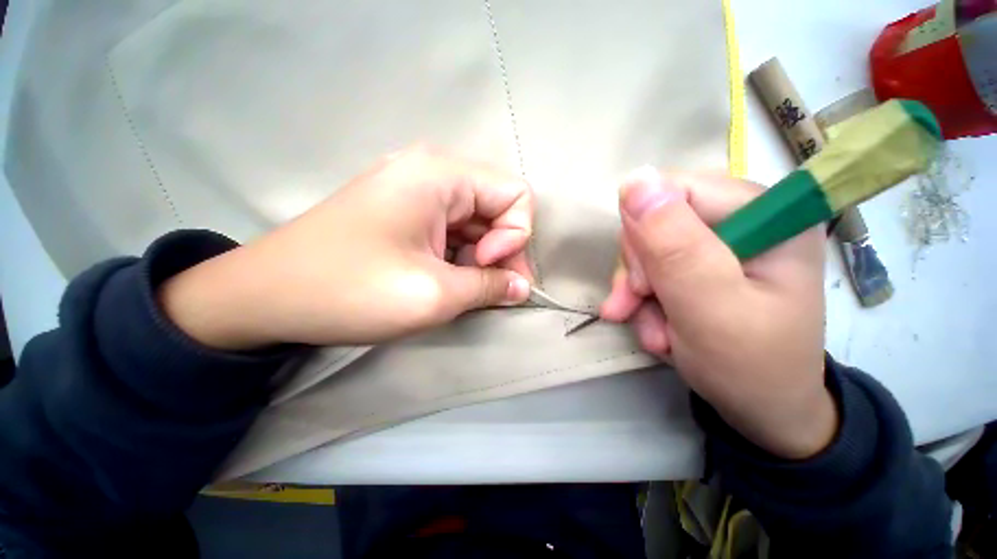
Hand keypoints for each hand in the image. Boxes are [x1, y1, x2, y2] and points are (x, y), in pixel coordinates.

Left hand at [159, 148, 533, 349]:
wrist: (265, 296)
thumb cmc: (350, 290)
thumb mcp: (434, 295)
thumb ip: (489, 287)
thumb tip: (521, 289)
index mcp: (440, 175)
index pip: (516, 194)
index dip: (515, 236)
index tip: (487, 267)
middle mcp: (431, 173)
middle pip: (497, 208)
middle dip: (502, 251)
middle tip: (492, 291)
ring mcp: (415, 191)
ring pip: (476, 222)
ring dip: (481, 258)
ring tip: (466, 290)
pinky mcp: (404, 212)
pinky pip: (453, 229)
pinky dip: (460, 256)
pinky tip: (447, 279)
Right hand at [600, 167, 834, 458]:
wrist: (762, 411)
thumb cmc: (749, 366)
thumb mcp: (710, 308)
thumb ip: (674, 245)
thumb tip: (634, 180)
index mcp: (765, 214)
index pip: (675, 191)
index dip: (644, 233)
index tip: (640, 282)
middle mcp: (742, 220)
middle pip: (656, 221)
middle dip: (639, 270)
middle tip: (639, 306)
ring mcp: (719, 245)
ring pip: (646, 249)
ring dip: (637, 292)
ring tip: (652, 330)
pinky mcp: (700, 267)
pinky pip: (650, 271)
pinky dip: (643, 301)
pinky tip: (655, 329)